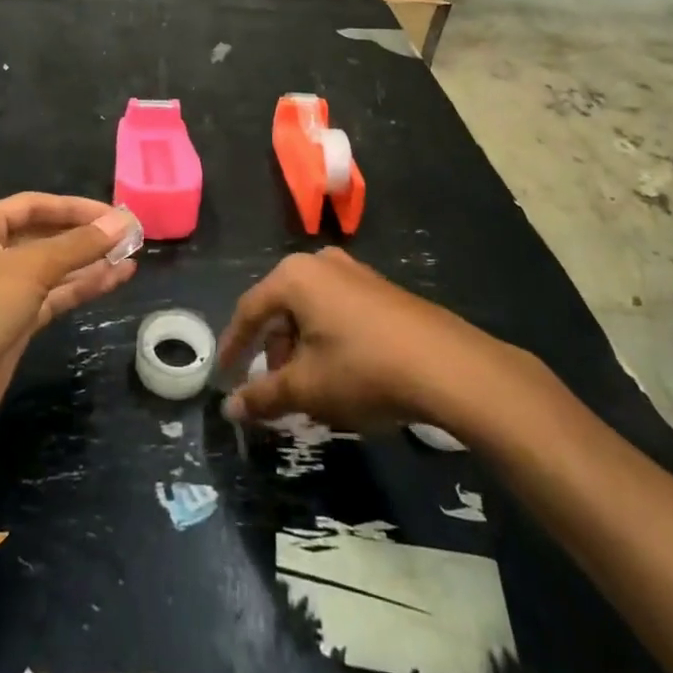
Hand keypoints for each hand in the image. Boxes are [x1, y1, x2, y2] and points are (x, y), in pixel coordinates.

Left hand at [0, 194, 136, 432]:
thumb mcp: (28, 268)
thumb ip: (78, 245)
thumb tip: (122, 222)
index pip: (35, 205)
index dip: (76, 207)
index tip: (116, 213)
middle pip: (45, 236)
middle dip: (86, 236)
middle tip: (131, 236)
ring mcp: (0, 291)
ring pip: (53, 269)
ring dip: (89, 262)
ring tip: (132, 257)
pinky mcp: (12, 324)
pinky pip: (53, 296)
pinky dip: (81, 288)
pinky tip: (114, 280)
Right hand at [217, 248, 484, 428]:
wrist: (448, 366)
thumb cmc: (363, 369)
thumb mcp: (307, 388)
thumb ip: (262, 396)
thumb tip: (230, 409)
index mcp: (294, 276)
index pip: (249, 310)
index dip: (234, 346)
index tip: (224, 375)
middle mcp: (321, 263)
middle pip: (281, 309)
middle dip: (274, 351)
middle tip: (277, 388)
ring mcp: (355, 272)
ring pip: (311, 311)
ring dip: (302, 348)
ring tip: (313, 388)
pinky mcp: (382, 289)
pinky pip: (339, 312)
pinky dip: (329, 340)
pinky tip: (343, 374)